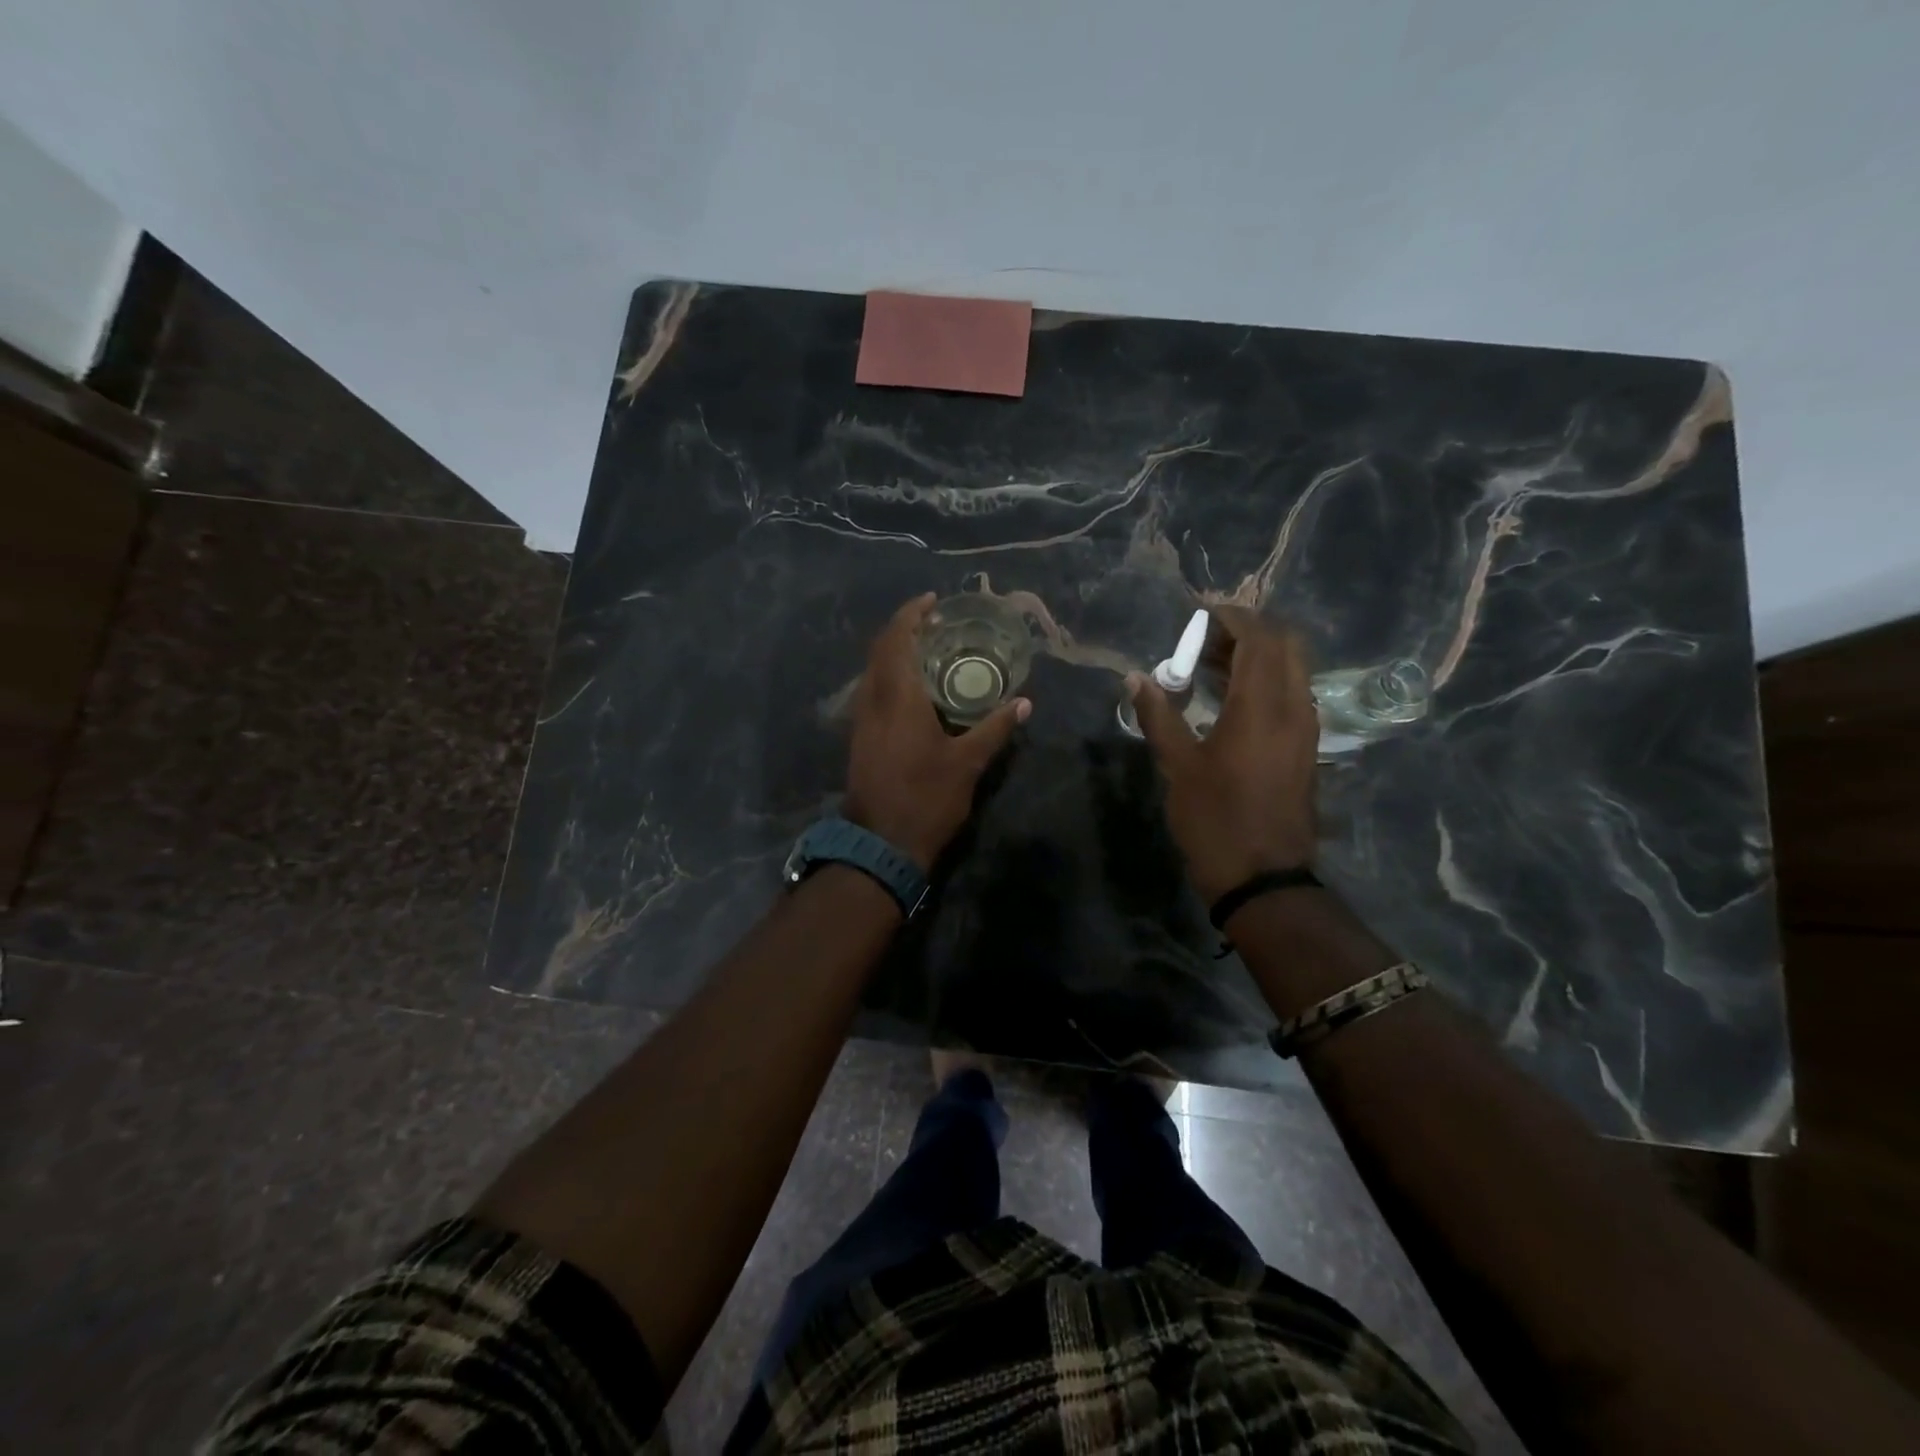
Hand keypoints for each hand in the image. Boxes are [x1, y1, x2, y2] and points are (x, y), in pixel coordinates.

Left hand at [843, 594, 1029, 870]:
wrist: (881, 844)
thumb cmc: (926, 798)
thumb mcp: (968, 762)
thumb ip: (995, 728)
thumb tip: (1025, 704)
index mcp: (898, 697)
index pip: (897, 639)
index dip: (912, 615)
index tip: (933, 601)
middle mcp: (873, 700)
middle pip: (880, 650)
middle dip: (904, 629)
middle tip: (936, 623)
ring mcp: (862, 720)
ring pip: (873, 671)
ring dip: (895, 652)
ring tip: (929, 650)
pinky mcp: (861, 737)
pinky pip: (873, 691)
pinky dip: (891, 676)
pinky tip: (915, 689)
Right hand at [1128, 605, 1318, 903]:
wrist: (1263, 878)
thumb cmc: (1215, 819)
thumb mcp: (1178, 766)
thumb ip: (1158, 715)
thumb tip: (1135, 678)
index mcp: (1262, 706)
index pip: (1259, 638)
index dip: (1232, 617)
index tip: (1200, 614)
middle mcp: (1295, 707)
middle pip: (1286, 645)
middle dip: (1250, 631)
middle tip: (1206, 639)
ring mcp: (1306, 729)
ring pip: (1292, 670)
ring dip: (1258, 657)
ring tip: (1211, 666)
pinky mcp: (1307, 748)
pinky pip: (1292, 695)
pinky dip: (1266, 682)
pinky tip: (1231, 700)